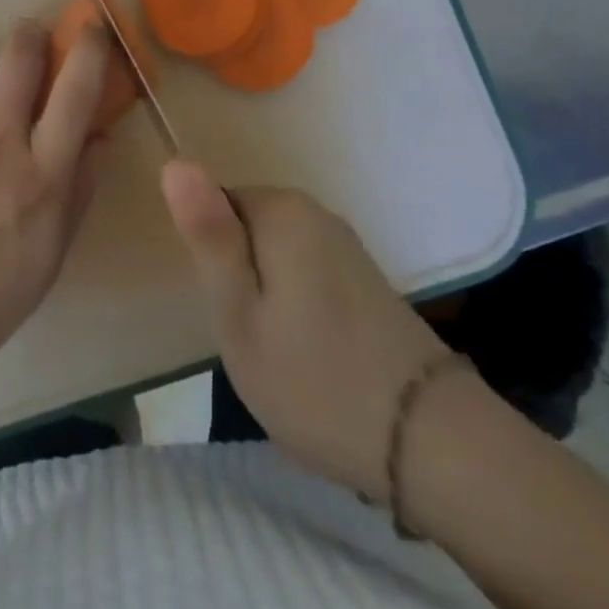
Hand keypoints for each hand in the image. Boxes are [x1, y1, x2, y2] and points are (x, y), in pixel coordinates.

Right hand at [161, 161, 447, 496]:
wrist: (433, 446)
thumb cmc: (315, 379)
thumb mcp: (239, 315)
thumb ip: (207, 236)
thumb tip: (174, 161)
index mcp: (280, 209)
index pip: (212, 207)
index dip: (211, 260)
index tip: (228, 310)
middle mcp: (314, 211)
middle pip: (244, 228)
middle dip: (238, 276)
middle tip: (250, 338)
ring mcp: (344, 243)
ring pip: (273, 254)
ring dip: (267, 294)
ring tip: (281, 352)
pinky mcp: (364, 276)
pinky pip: (304, 272)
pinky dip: (297, 305)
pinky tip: (312, 352)